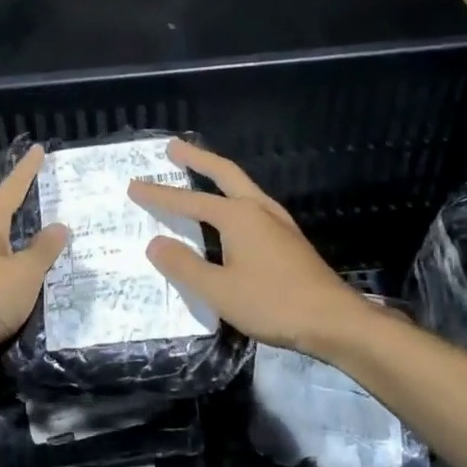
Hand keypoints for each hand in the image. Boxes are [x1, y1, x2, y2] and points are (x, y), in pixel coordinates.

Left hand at [0, 144, 69, 383]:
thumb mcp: (24, 272)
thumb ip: (44, 249)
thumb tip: (59, 226)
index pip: (11, 190)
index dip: (27, 171)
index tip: (39, 150)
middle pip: (8, 220)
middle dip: (31, 210)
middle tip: (59, 198)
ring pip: (10, 253)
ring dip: (32, 248)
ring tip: (62, 244)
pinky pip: (10, 281)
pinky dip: (27, 278)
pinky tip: (46, 284)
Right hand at [128, 140, 369, 357]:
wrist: (333, 320)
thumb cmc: (273, 303)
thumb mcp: (218, 290)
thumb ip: (184, 265)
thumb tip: (155, 243)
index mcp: (238, 217)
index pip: (189, 200)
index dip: (160, 195)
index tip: (134, 185)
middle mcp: (258, 209)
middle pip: (224, 173)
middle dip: (197, 158)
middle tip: (173, 147)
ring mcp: (278, 222)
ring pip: (242, 186)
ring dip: (218, 175)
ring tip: (200, 171)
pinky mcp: (289, 238)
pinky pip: (253, 204)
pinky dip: (233, 196)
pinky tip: (231, 213)